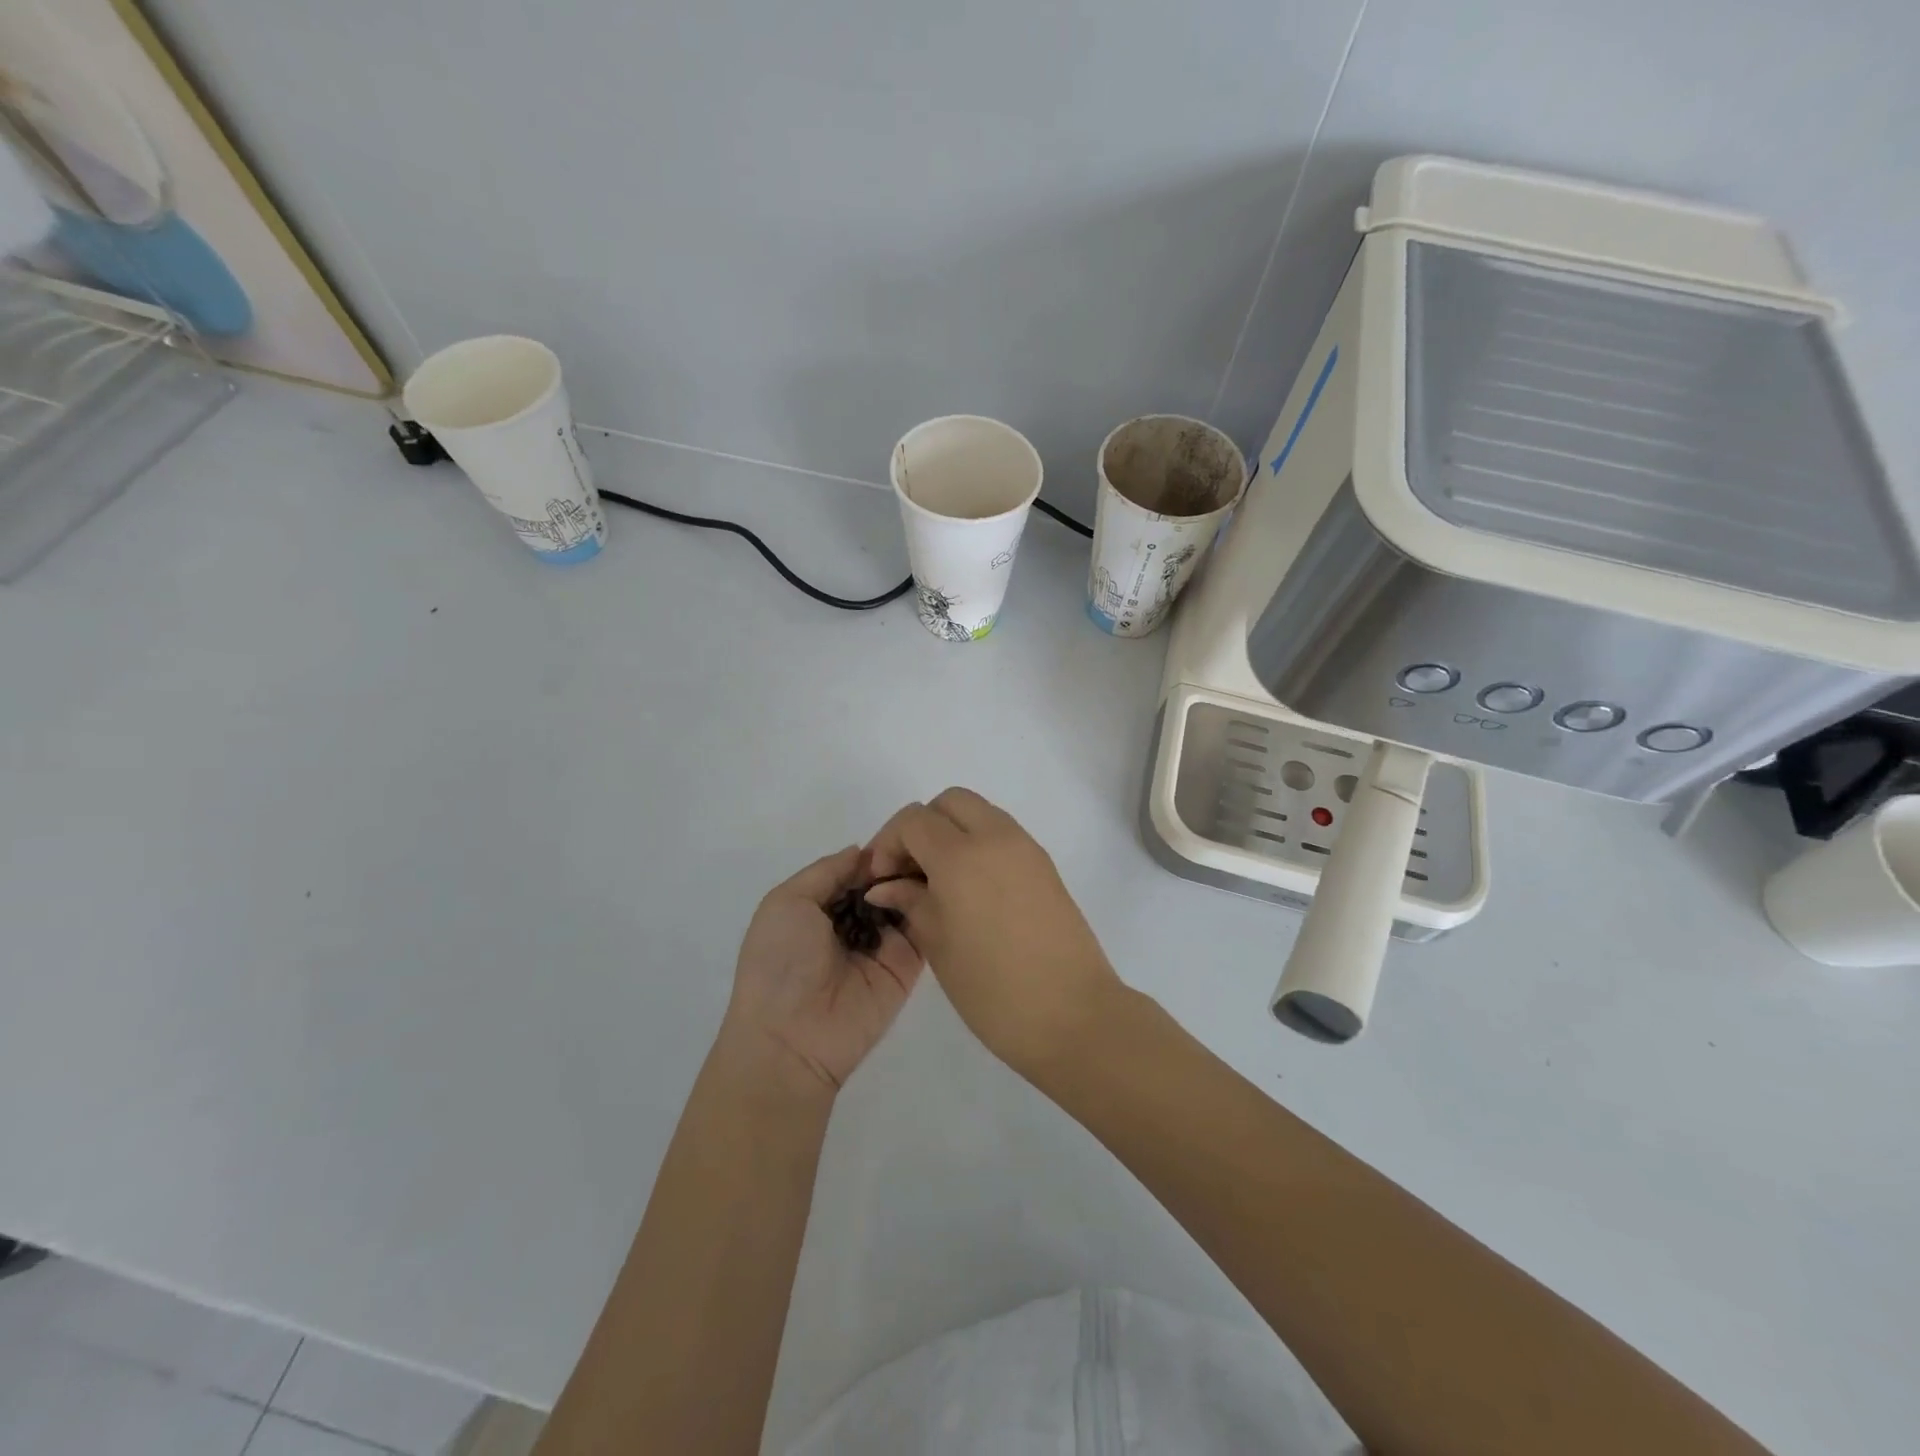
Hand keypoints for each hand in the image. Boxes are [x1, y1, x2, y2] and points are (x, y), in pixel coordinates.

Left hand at [723, 845, 924, 1094]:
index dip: (876, 850)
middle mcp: (853, 922)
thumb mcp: (786, 901)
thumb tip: (862, 851)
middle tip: (925, 840)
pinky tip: (941, 885)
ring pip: (907, 901)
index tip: (903, 828)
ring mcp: (883, 944)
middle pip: (885, 882)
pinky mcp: (907, 966)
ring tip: (936, 856)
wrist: (791, 1037)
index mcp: (821, 906)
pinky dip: (930, 906)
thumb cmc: (779, 962)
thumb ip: (827, 871)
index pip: (857, 869)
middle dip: (901, 862)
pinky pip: (923, 930)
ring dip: (917, 880)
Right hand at [865, 788, 1121, 1077]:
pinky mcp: (1044, 864)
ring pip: (979, 813)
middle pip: (949, 802)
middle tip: (910, 870)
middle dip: (921, 826)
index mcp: (961, 857)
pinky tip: (970, 889)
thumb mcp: (938, 945)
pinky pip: (1002, 834)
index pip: (914, 821)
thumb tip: (886, 885)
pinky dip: (978, 844)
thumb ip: (911, 902)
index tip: (882, 879)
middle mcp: (996, 838)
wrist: (1073, 1014)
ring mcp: (1026, 848)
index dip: (888, 843)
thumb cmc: (993, 989)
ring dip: (952, 832)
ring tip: (938, 881)